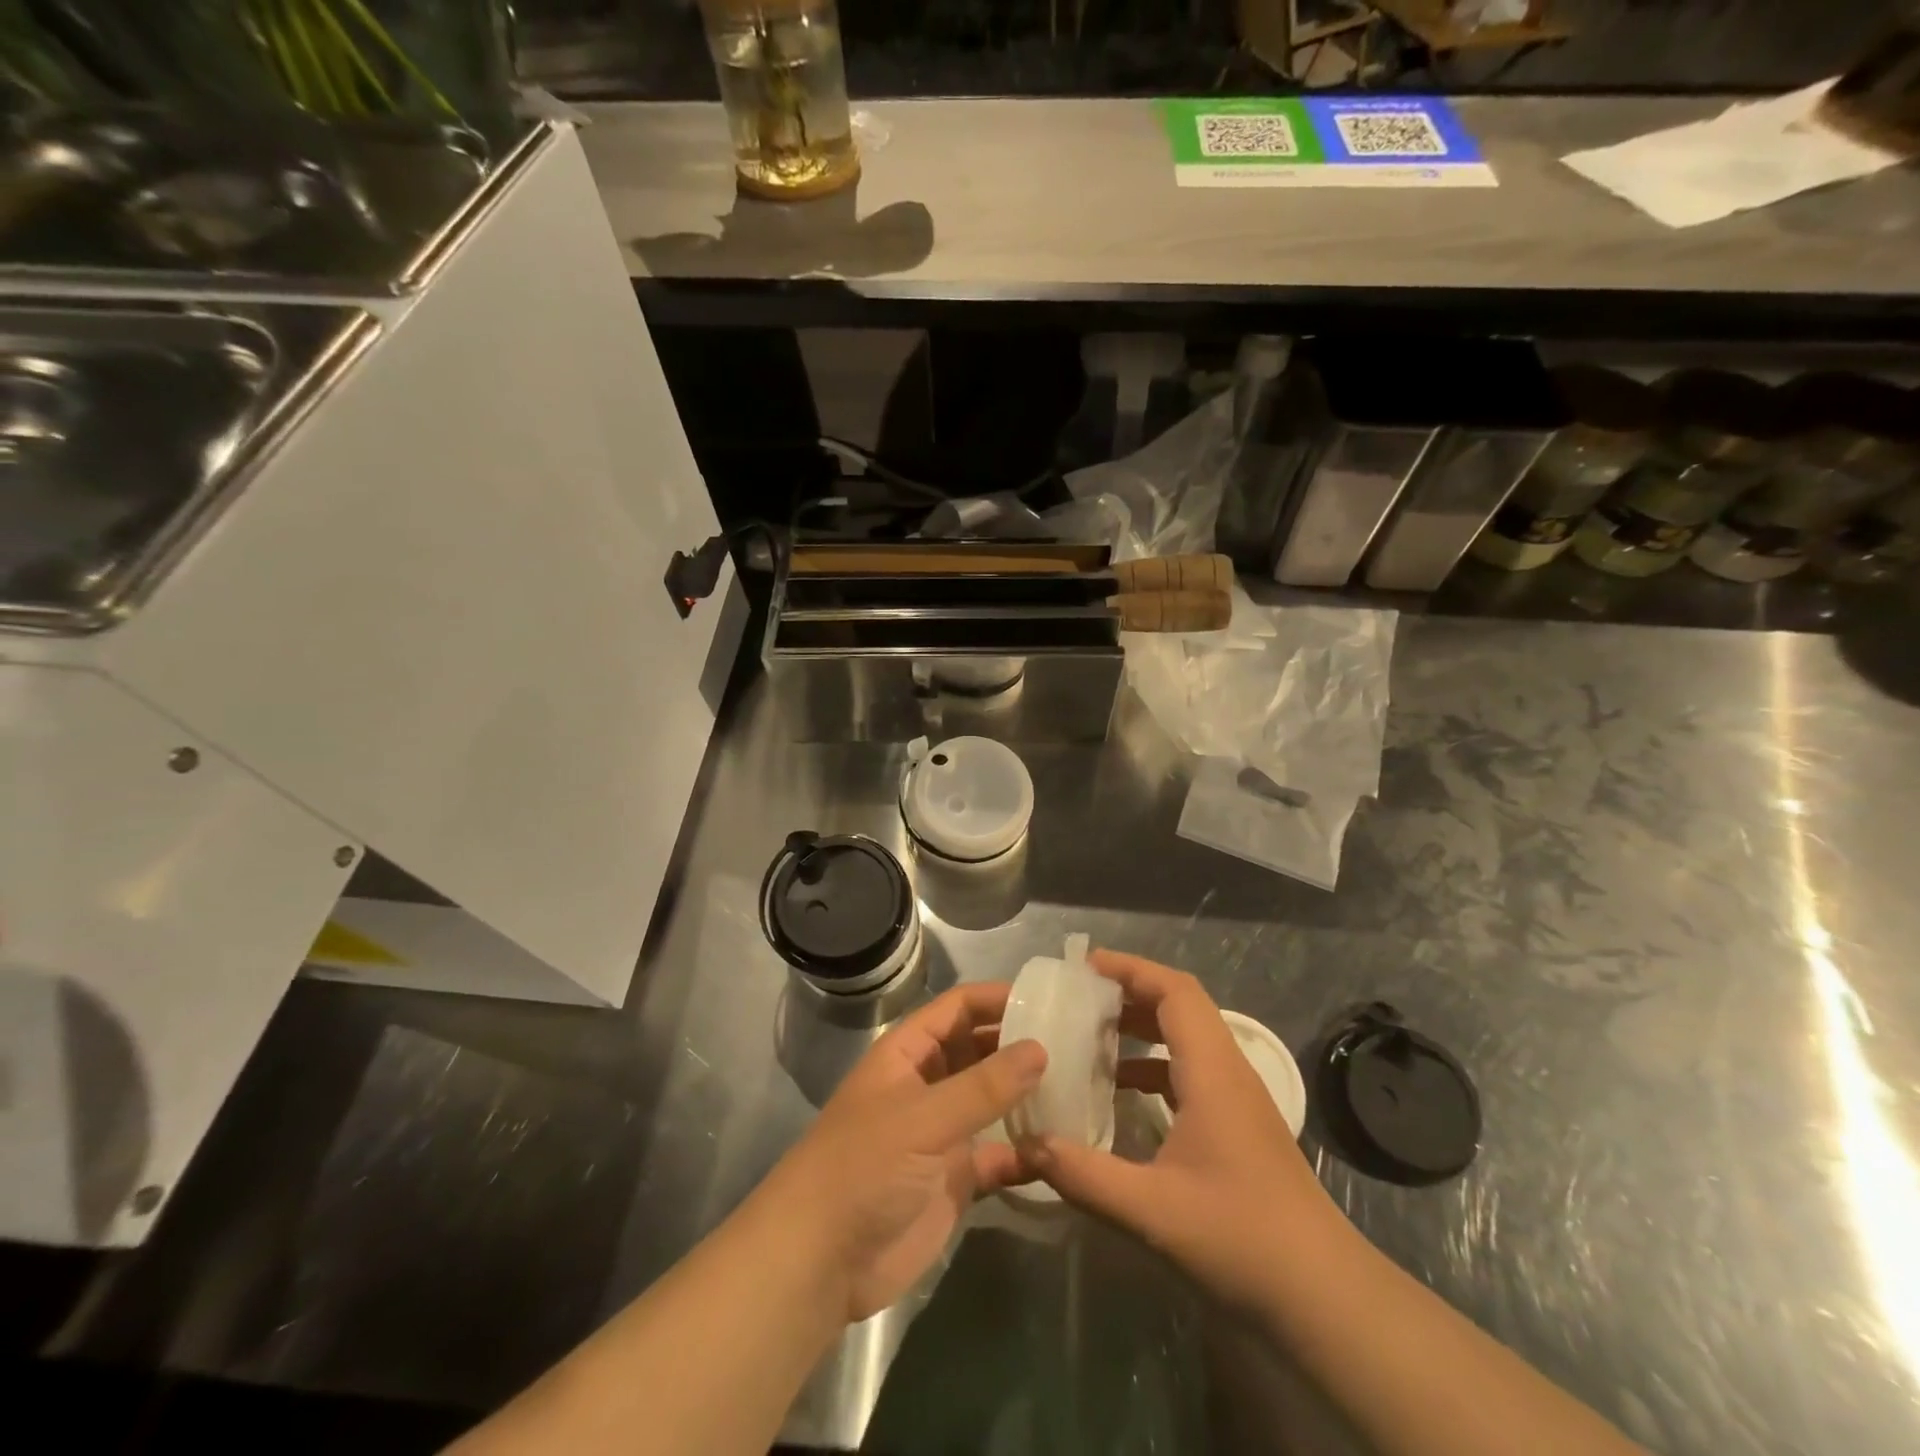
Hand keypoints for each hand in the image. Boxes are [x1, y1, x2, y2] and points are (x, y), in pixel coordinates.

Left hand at [756, 982, 1045, 1323]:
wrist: (820, 1262)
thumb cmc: (863, 1168)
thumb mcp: (923, 1118)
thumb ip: (983, 1085)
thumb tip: (1040, 1048)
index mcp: (908, 1054)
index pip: (958, 1008)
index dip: (997, 998)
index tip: (1050, 998)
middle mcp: (928, 1084)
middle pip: (980, 1050)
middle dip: (1020, 1044)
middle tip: (1079, 1041)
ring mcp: (943, 1133)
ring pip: (993, 1102)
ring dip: (1028, 1096)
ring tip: (1082, 1086)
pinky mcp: (956, 1180)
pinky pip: (999, 1156)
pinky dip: (1026, 1153)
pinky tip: (1062, 1149)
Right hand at [1029, 950, 1337, 1310]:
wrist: (1327, 1299)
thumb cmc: (1242, 1240)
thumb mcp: (1151, 1211)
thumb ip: (1084, 1175)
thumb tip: (1025, 1143)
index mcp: (1213, 1071)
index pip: (1175, 990)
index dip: (1130, 968)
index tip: (1084, 966)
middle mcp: (1228, 1072)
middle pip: (1181, 1005)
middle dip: (1130, 991)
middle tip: (1078, 996)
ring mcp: (1237, 1099)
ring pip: (1187, 1038)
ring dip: (1142, 1027)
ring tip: (1091, 1034)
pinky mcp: (1239, 1126)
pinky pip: (1191, 1071)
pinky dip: (1153, 1065)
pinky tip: (1122, 1092)